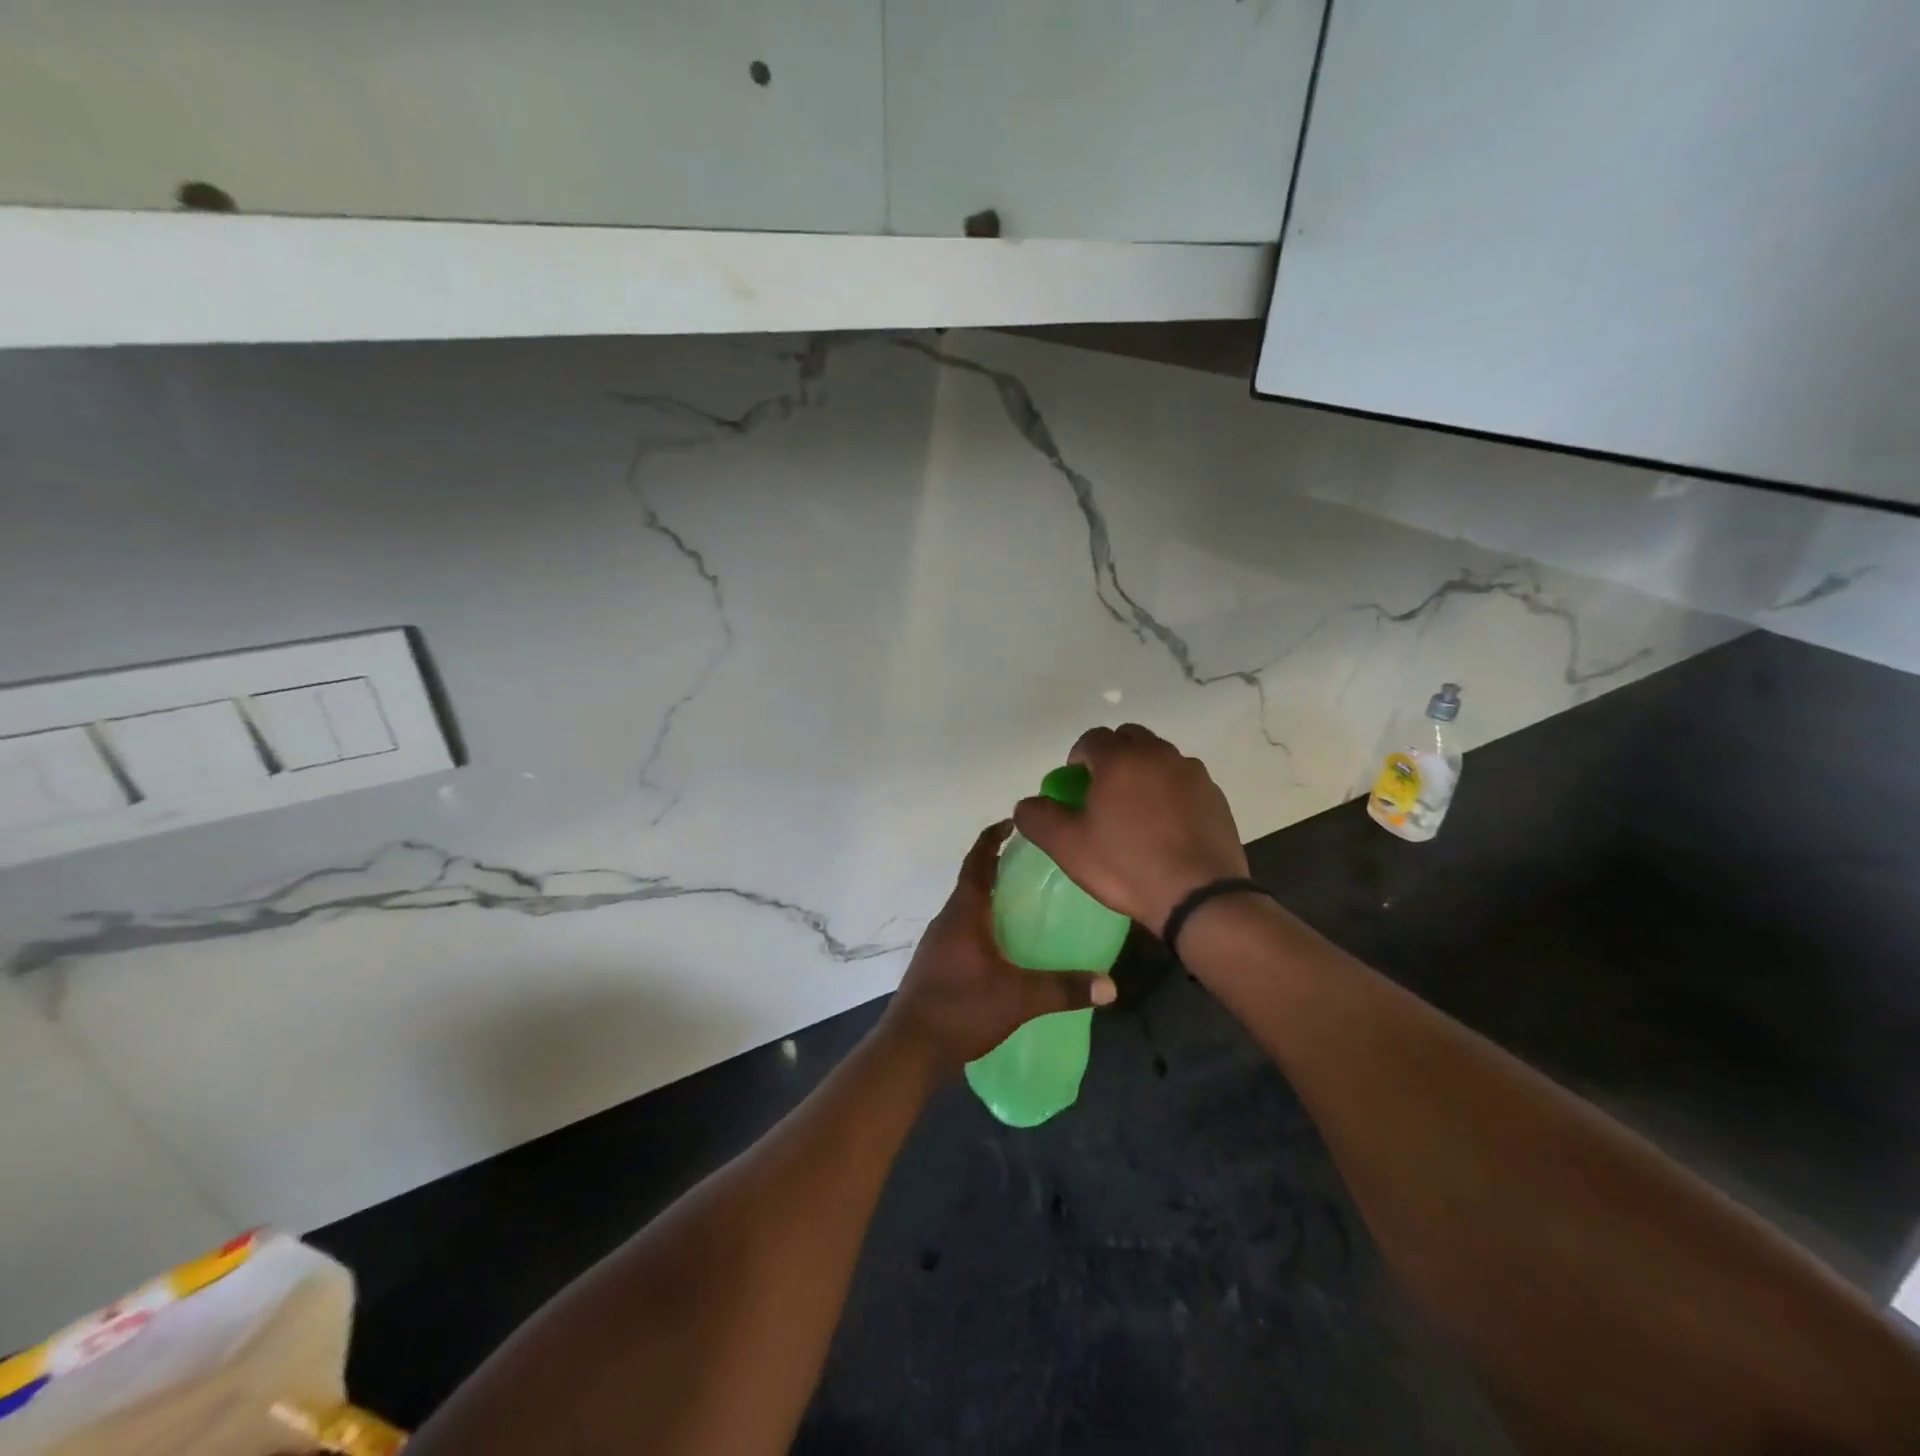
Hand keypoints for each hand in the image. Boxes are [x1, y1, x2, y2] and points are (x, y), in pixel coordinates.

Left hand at [881, 822, 1116, 1071]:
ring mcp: (938, 943)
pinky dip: (984, 926)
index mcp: (964, 913)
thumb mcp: (1018, 998)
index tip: (1013, 822)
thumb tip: (1111, 985)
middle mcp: (947, 920)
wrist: (909, 1049)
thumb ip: (1064, 988)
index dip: (992, 837)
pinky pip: (963, 932)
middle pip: (973, 882)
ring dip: (991, 899)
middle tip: (1035, 867)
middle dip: (999, 869)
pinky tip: (1006, 949)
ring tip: (1026, 906)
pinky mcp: (936, 965)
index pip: (977, 861)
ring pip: (968, 909)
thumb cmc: (960, 1009)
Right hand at [1012, 724, 1247, 935]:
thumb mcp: (1068, 847)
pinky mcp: (1215, 795)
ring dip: (1143, 771)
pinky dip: (1170, 791)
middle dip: (1112, 756)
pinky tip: (1166, 825)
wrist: (1199, 896)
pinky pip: (1184, 780)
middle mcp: (1159, 755)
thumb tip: (1027, 804)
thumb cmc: (1127, 866)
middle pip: (1129, 738)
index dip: (1078, 757)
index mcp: (1121, 759)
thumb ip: (1039, 818)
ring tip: (1137, 810)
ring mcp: (1192, 773)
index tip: (1075, 786)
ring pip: (1160, 757)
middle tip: (1103, 792)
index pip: (1092, 738)